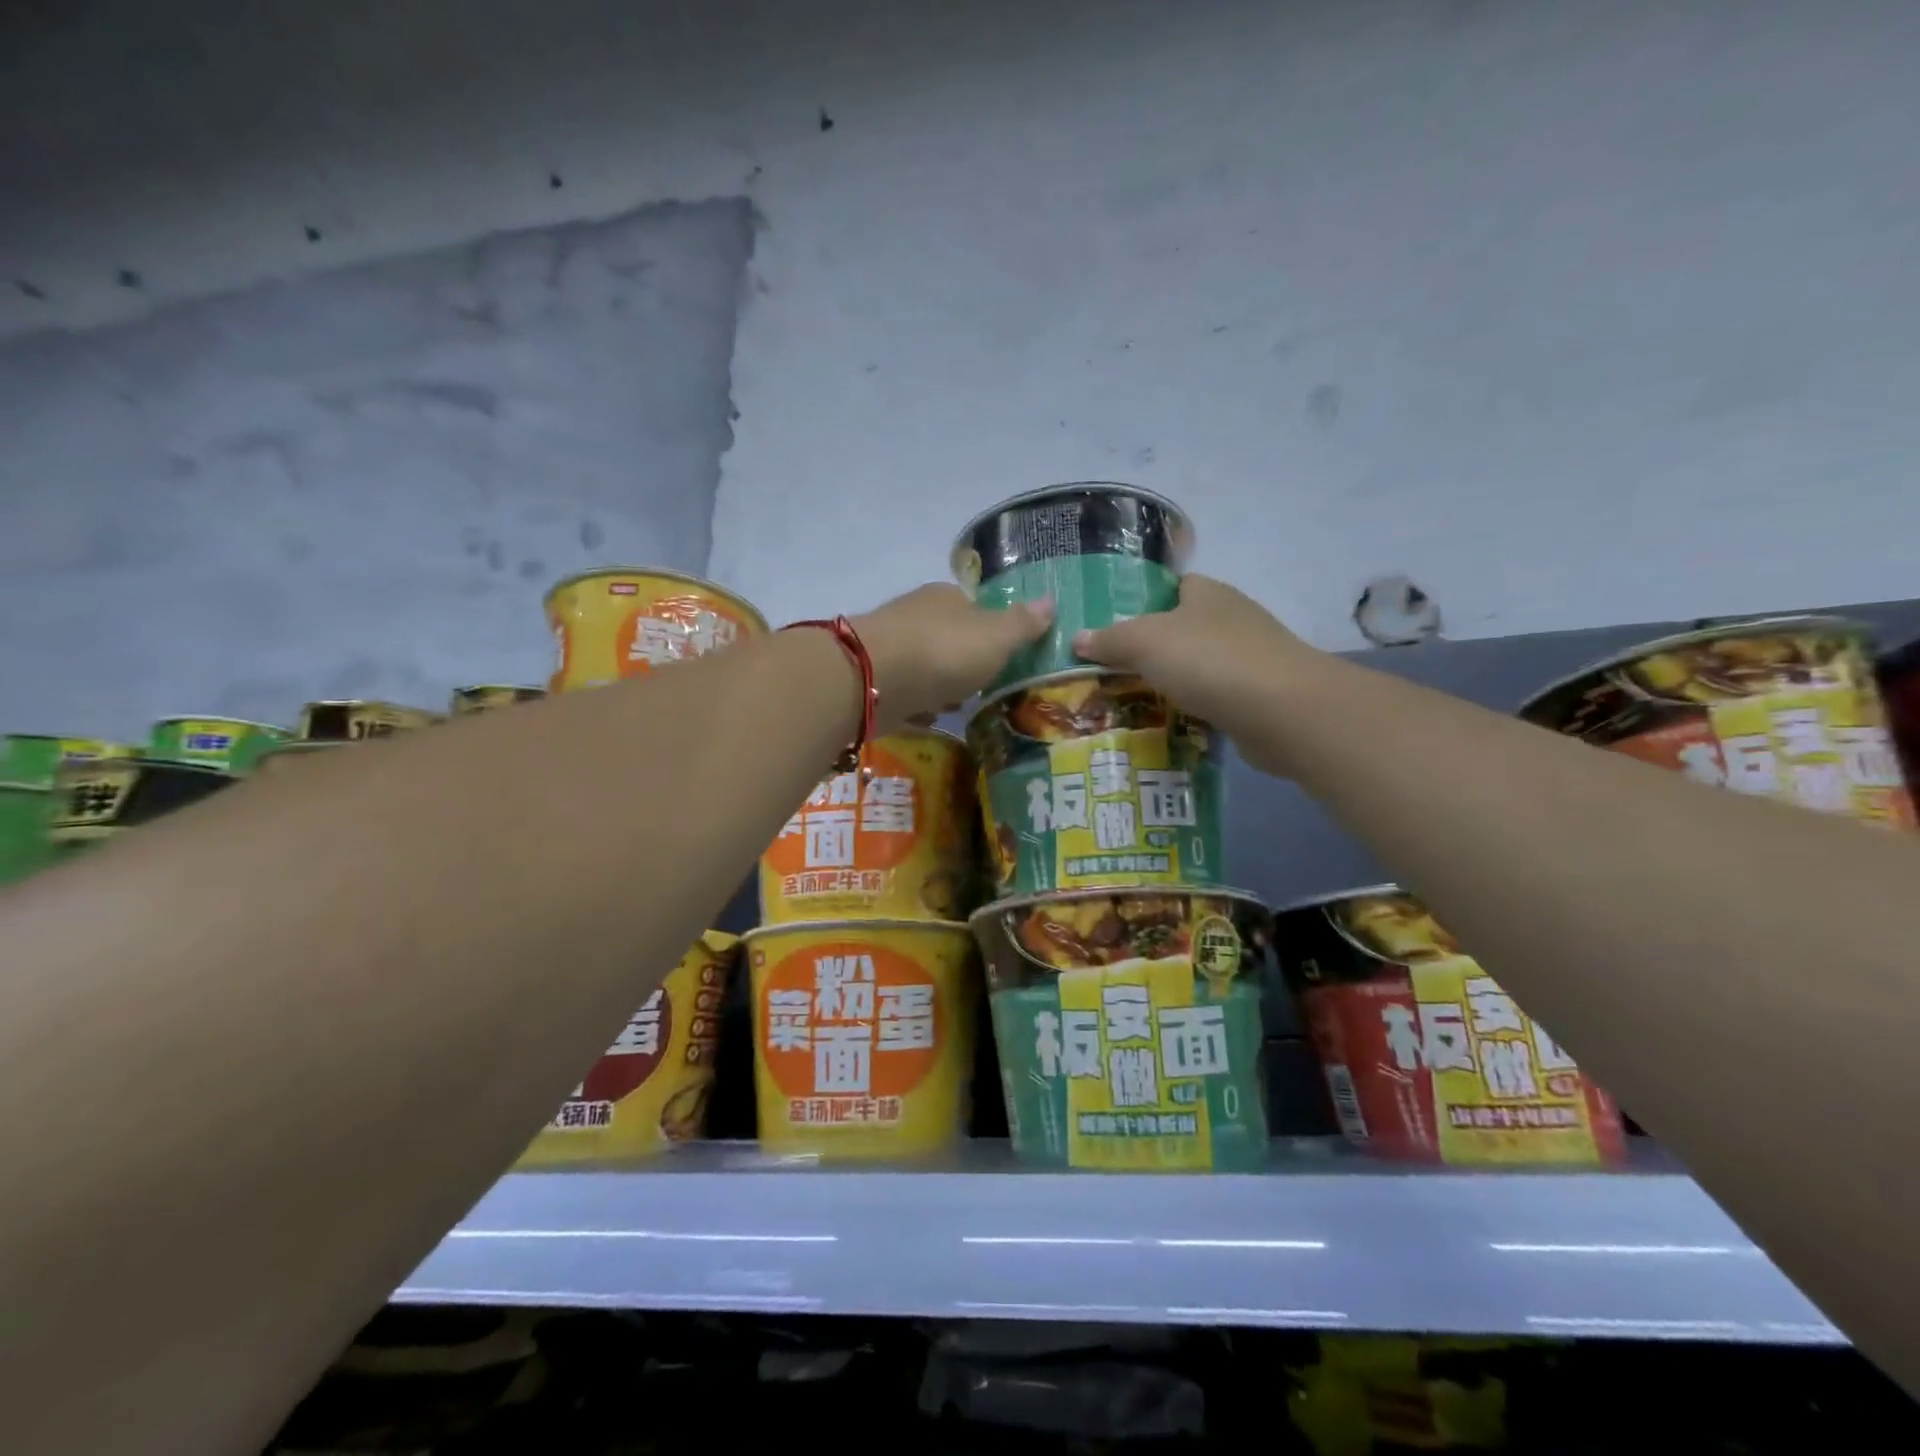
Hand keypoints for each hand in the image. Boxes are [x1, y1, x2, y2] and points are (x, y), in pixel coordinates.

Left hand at [855, 584, 1052, 731]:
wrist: (870, 679)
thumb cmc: (943, 651)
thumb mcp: (996, 637)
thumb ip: (1023, 624)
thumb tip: (1051, 601)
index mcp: (947, 597)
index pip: (975, 607)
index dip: (993, 629)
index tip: (1006, 656)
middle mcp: (916, 615)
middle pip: (949, 637)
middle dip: (965, 661)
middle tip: (985, 686)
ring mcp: (892, 647)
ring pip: (926, 664)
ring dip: (941, 684)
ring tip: (960, 707)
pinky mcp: (873, 678)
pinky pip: (905, 690)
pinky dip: (917, 703)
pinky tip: (928, 718)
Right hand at [1073, 574, 1317, 766]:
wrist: (1282, 711)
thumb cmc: (1209, 660)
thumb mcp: (1145, 642)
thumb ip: (1109, 639)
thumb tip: (1077, 638)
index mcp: (1207, 593)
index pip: (1172, 587)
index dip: (1143, 603)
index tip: (1112, 630)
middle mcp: (1231, 618)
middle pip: (1183, 628)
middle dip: (1152, 649)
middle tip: (1110, 672)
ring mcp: (1249, 657)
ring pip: (1199, 665)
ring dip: (1173, 681)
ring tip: (1131, 701)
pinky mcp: (1258, 695)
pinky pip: (1215, 696)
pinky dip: (1194, 708)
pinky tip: (1170, 723)